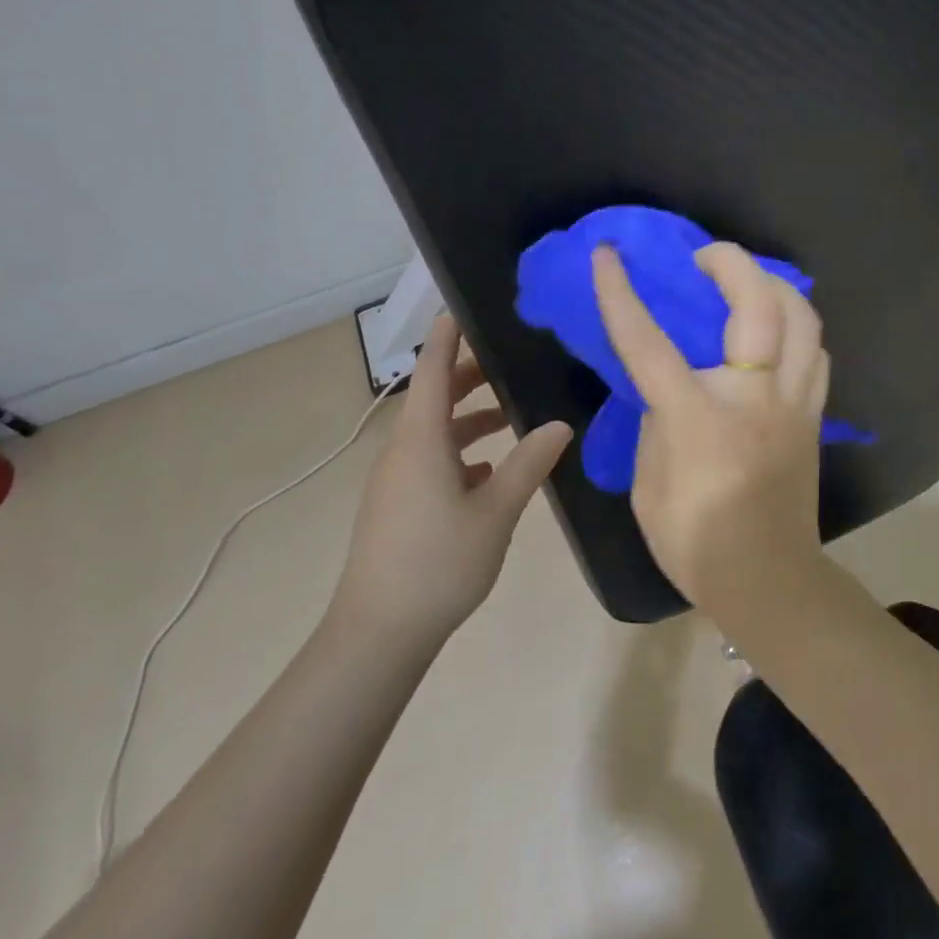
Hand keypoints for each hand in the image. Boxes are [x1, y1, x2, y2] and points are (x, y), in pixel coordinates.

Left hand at [330, 313, 570, 643]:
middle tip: (513, 358)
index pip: (432, 368)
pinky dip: (460, 450)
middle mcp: (403, 449)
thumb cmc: (438, 563)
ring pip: (435, 430)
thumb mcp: (496, 511)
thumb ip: (528, 463)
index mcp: (421, 439)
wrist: (378, 634)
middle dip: (469, 373)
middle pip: (435, 395)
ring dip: (469, 415)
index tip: (468, 305)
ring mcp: (397, 478)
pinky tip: (491, 470)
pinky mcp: (398, 503)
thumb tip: (560, 424)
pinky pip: (431, 458)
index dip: (448, 333)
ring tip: (512, 412)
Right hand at [591, 242, 829, 611]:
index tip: (608, 255)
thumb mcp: (648, 482)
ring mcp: (795, 403)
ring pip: (804, 319)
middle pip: (761, 305)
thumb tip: (667, 386)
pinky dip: (797, 327)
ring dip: (775, 286)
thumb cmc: (695, 540)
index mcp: (698, 416)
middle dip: (732, 262)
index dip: (621, 294)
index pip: (650, 342)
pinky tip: (776, 331)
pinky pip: (815, 352)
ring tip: (748, 284)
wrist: (766, 579)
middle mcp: (755, 397)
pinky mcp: (815, 415)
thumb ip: (656, 421)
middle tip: (706, 258)